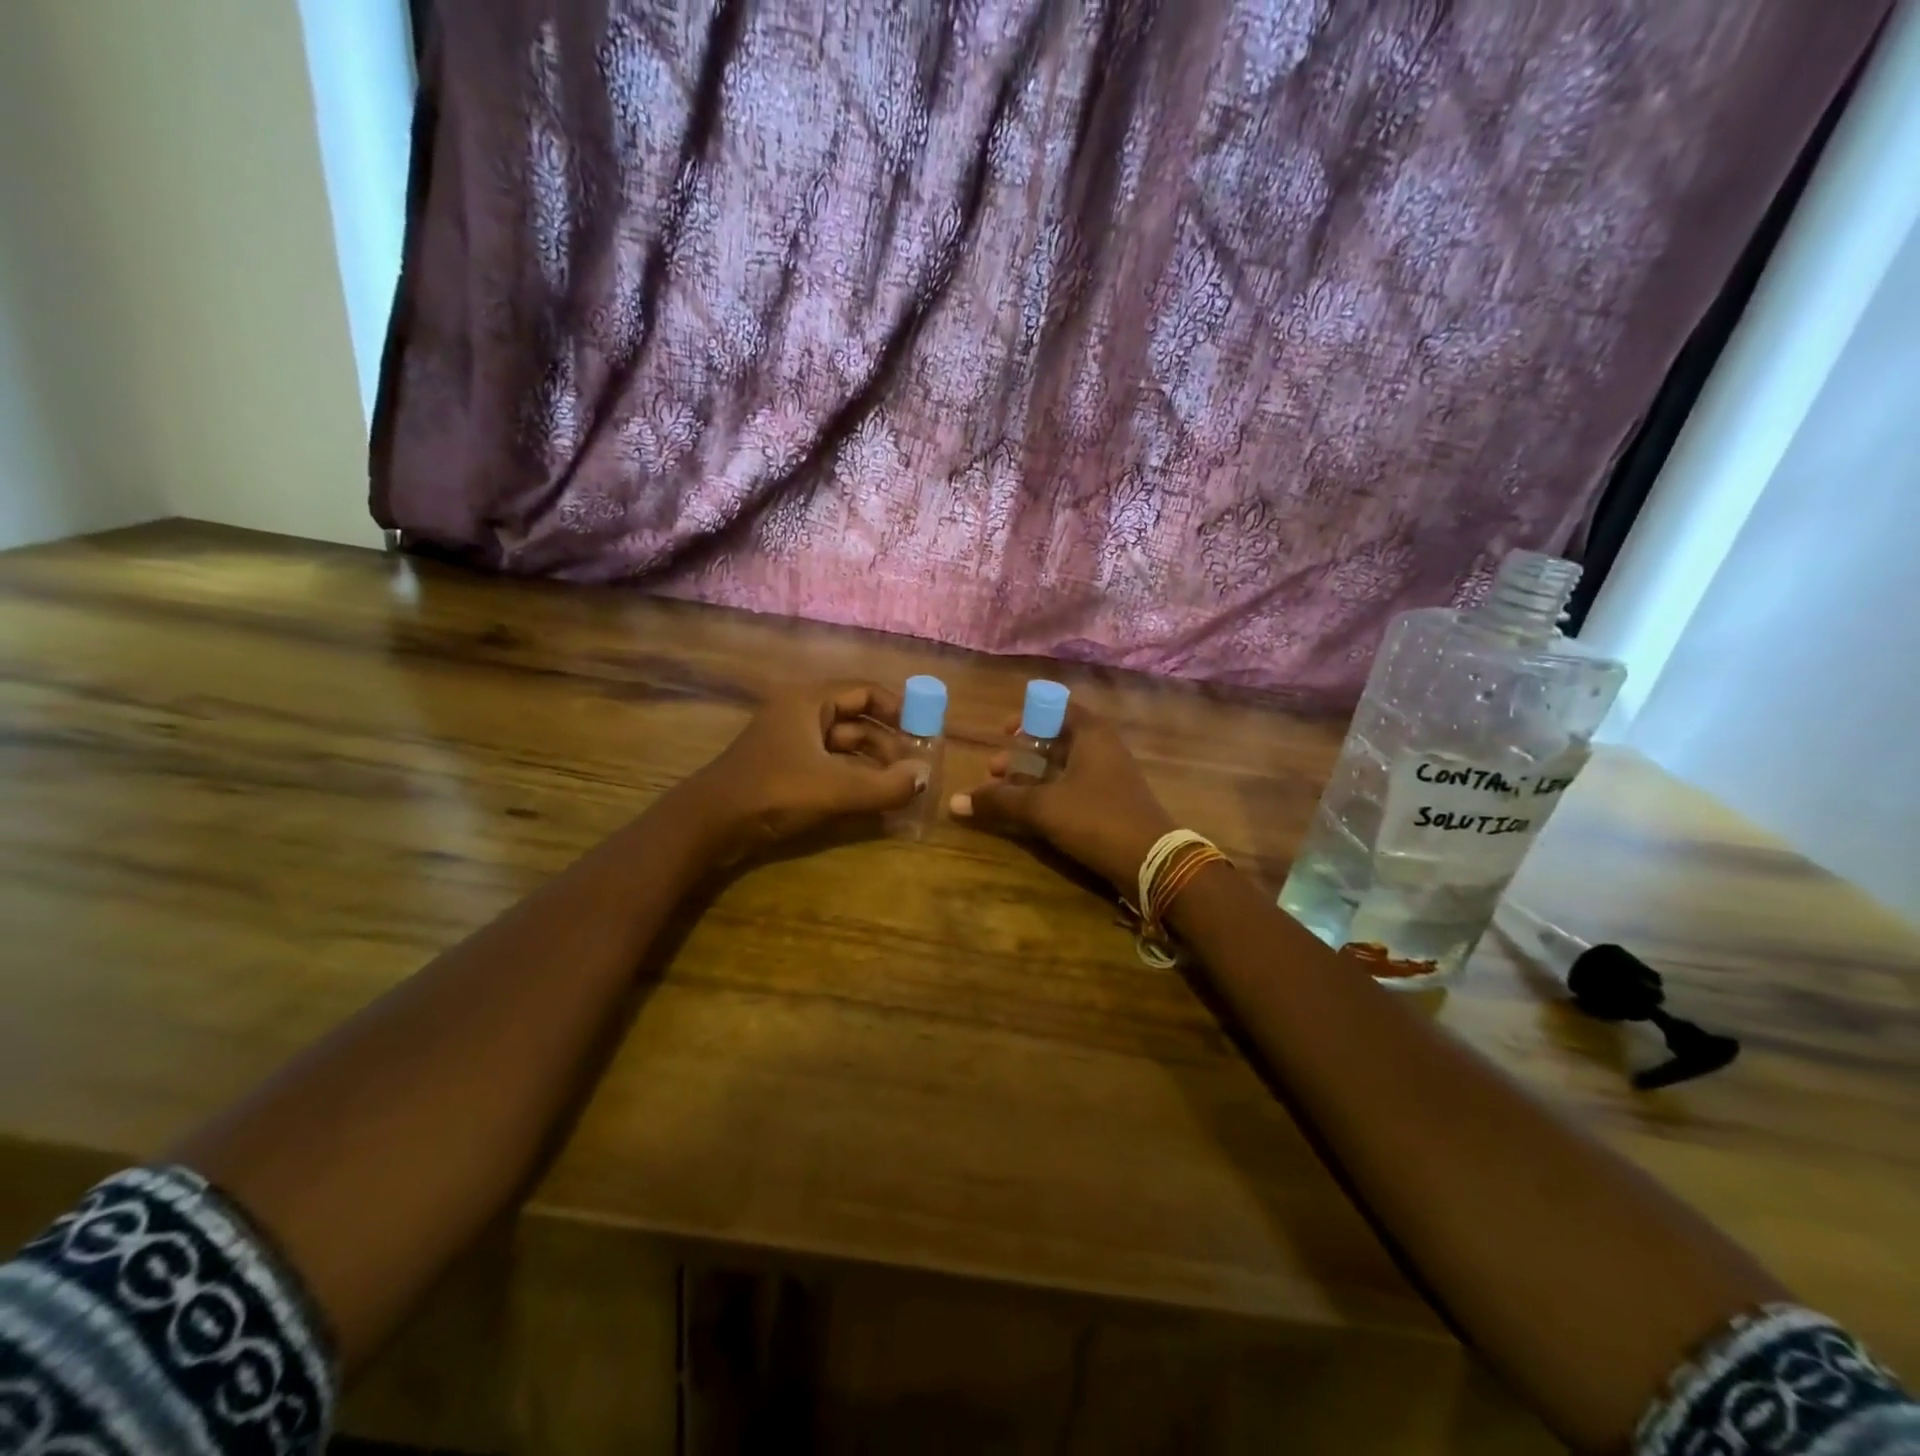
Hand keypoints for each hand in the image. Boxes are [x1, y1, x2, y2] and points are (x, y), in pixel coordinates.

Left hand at [679, 682, 929, 858]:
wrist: (709, 825)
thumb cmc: (773, 792)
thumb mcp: (835, 789)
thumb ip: (885, 785)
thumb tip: (925, 778)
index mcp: (809, 702)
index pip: (864, 692)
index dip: (898, 708)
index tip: (924, 730)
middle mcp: (801, 714)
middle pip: (856, 720)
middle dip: (888, 743)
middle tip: (916, 768)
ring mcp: (791, 743)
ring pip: (843, 746)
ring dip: (873, 764)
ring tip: (901, 786)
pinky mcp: (785, 770)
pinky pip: (829, 766)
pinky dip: (853, 778)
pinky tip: (873, 798)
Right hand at [949, 703, 1175, 893]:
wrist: (1152, 862)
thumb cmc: (1096, 818)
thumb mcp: (1042, 806)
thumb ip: (999, 801)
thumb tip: (953, 802)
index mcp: (1092, 734)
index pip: (1059, 708)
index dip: (1029, 716)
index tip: (1003, 732)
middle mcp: (1103, 749)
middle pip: (1057, 740)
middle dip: (1023, 753)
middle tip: (994, 769)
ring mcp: (1109, 778)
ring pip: (1064, 768)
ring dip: (1032, 777)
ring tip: (1003, 793)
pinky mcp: (1111, 804)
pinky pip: (1073, 789)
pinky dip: (1049, 794)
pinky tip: (1028, 812)